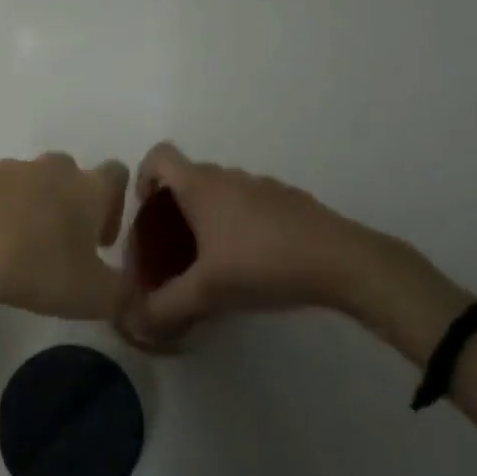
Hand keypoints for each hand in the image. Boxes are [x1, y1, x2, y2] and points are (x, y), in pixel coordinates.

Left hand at [0, 153, 128, 322]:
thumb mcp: (93, 296)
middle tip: (59, 245)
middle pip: (69, 173)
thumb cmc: (39, 266)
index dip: (114, 203)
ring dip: (29, 206)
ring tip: (17, 247)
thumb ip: (122, 295)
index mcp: (88, 187)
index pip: (116, 174)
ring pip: (28, 181)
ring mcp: (8, 169)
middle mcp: (51, 169)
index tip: (101, 239)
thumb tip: (132, 295)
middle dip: (69, 204)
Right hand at [122, 142, 421, 341]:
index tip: (148, 211)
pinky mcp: (287, 201)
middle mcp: (228, 177)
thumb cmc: (262, 263)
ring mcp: (261, 185)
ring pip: (220, 193)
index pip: (159, 156)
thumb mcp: (206, 292)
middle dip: (173, 210)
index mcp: (201, 185)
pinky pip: (248, 204)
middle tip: (173, 252)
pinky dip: (238, 225)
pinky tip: (253, 263)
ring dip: (207, 219)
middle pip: (188, 178)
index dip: (144, 177)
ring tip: (212, 263)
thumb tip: (137, 319)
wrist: (339, 260)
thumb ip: (166, 306)